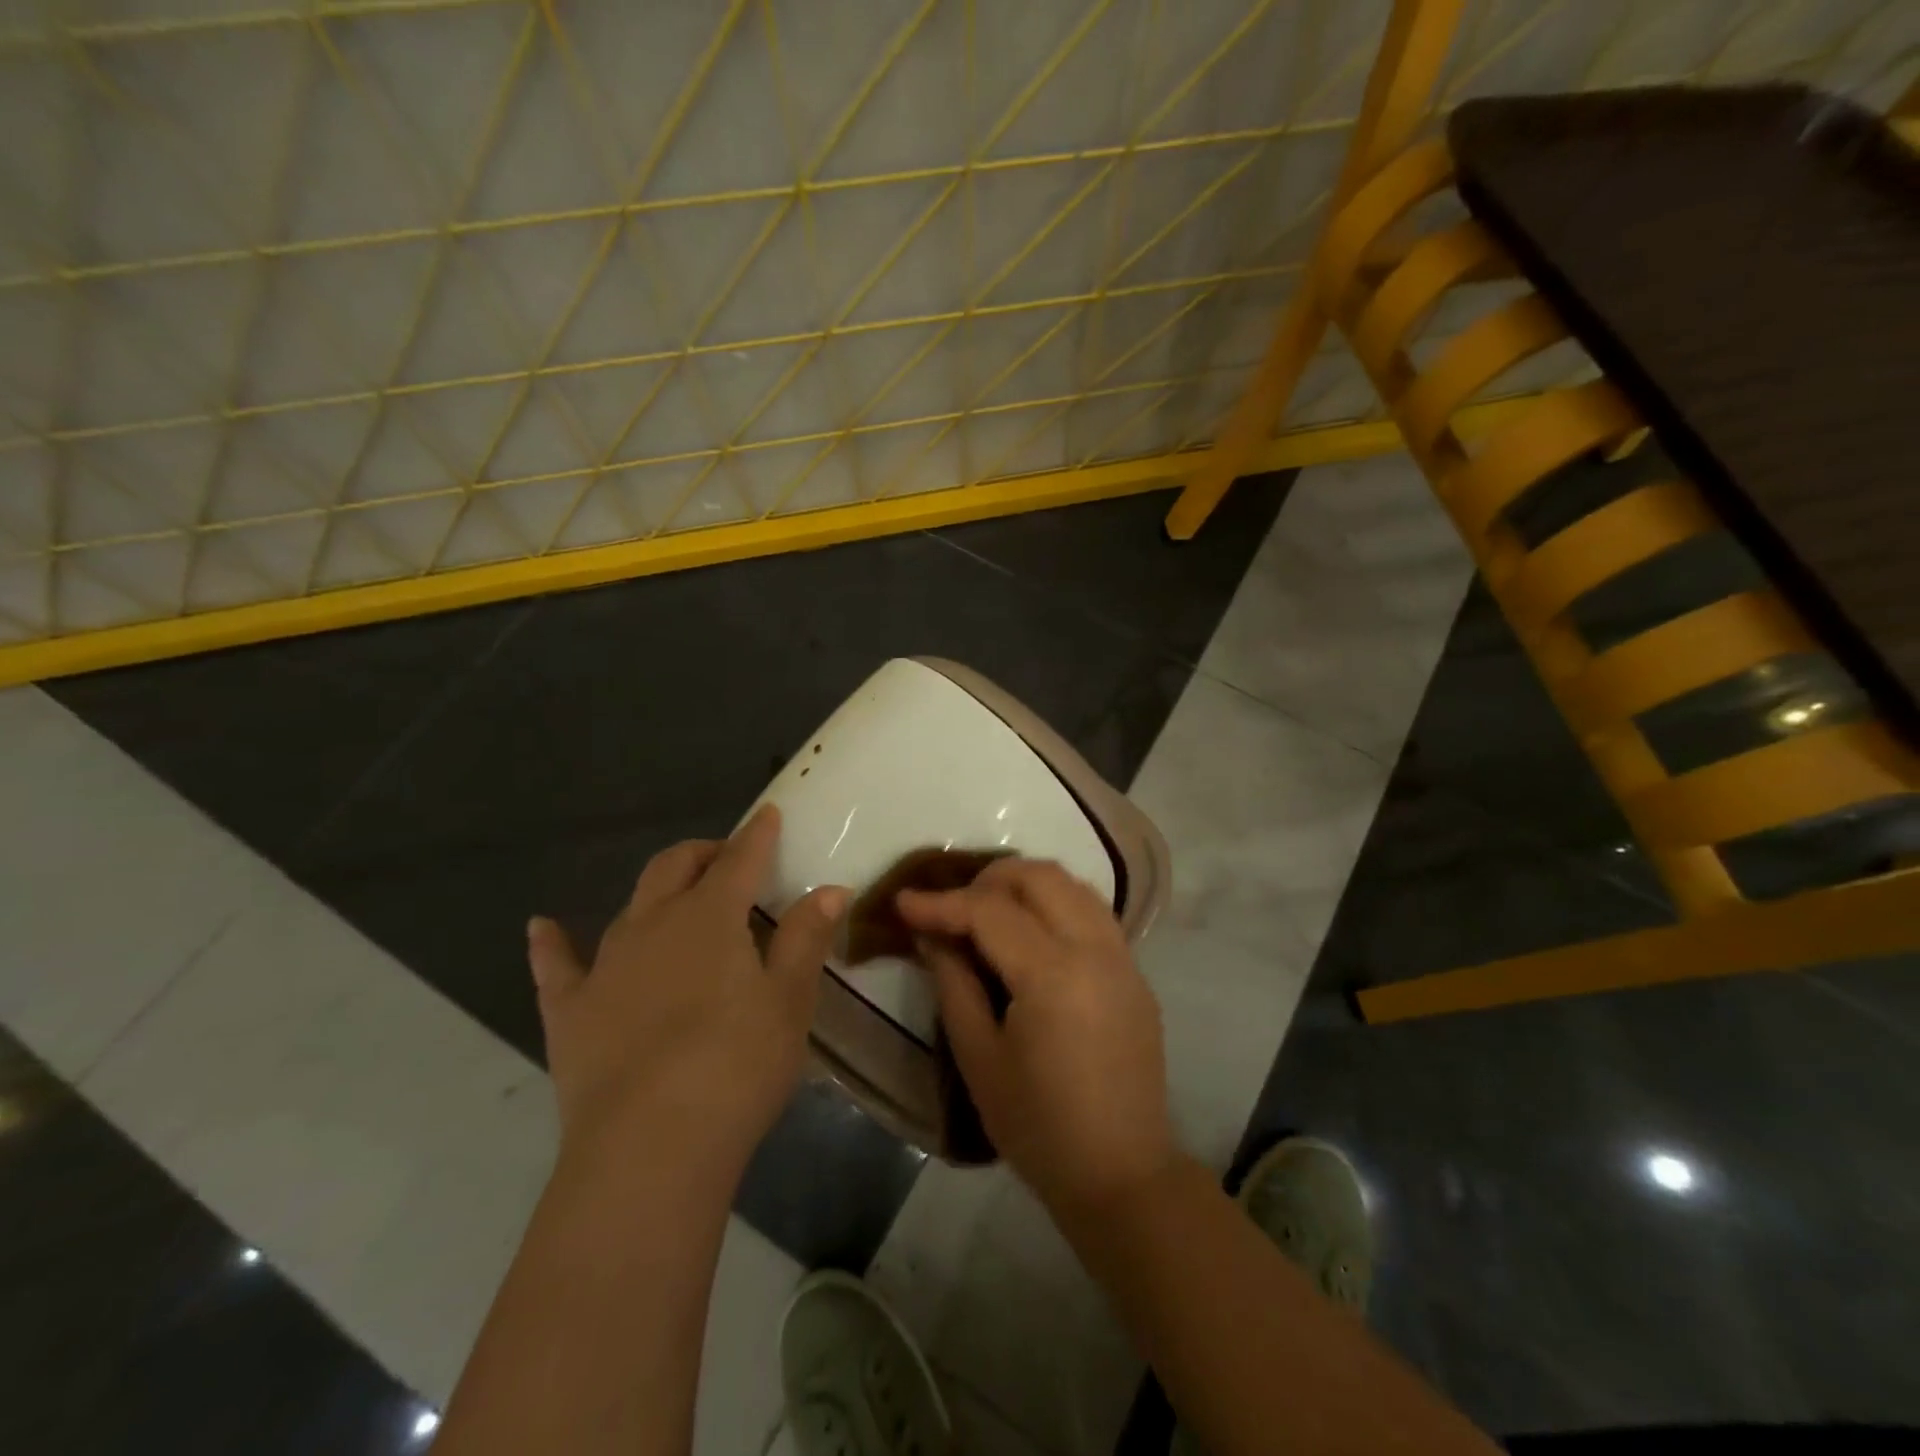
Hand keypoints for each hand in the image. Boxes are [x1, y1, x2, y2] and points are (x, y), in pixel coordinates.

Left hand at [527, 805, 846, 1170]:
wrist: (649, 1148)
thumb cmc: (736, 1067)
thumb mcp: (789, 1001)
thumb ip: (806, 938)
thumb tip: (830, 889)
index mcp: (710, 918)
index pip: (739, 860)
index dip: (757, 835)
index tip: (768, 815)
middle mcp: (653, 925)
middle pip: (674, 867)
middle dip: (703, 853)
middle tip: (727, 860)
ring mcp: (605, 966)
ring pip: (629, 907)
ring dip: (656, 893)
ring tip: (676, 899)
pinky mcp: (570, 1012)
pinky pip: (557, 967)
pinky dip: (551, 943)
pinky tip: (541, 927)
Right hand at [898, 859, 1176, 1218]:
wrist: (1121, 1174)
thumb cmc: (1038, 1126)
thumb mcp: (979, 1058)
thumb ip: (953, 983)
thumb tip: (932, 934)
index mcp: (1054, 975)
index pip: (990, 912)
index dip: (941, 903)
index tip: (903, 902)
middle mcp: (1095, 950)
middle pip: (1040, 876)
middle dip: (989, 879)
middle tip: (953, 906)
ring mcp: (1123, 958)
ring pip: (1073, 884)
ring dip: (1026, 884)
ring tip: (989, 910)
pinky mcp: (1135, 972)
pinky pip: (1093, 911)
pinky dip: (1057, 903)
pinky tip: (1031, 932)